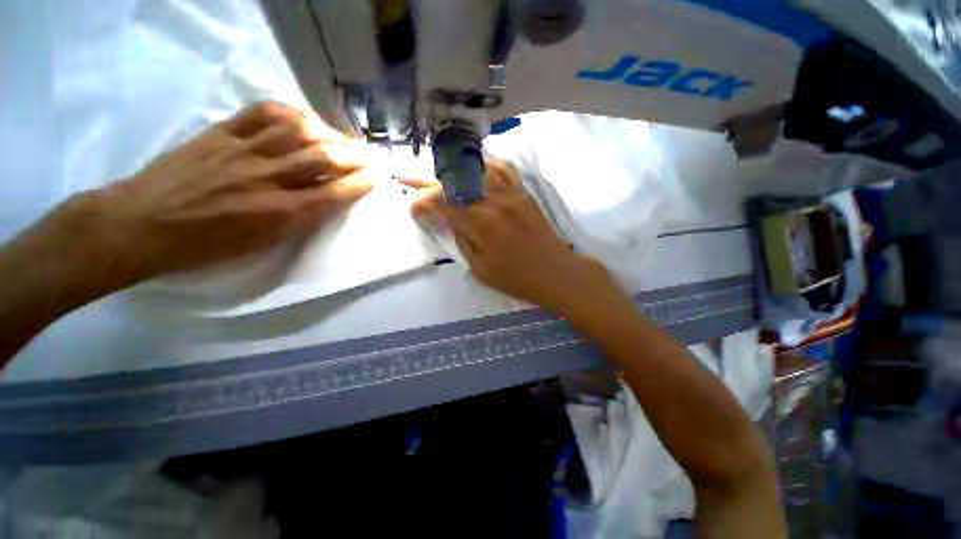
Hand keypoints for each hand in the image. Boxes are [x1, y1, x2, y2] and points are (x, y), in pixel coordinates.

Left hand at [21, 101, 374, 296]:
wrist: (141, 224)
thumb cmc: (204, 246)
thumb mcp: (260, 244)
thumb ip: (297, 221)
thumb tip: (324, 201)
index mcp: (279, 214)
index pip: (333, 194)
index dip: (359, 183)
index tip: (377, 176)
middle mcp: (267, 179)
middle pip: (321, 159)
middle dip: (354, 156)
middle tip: (370, 154)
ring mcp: (242, 151)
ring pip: (297, 132)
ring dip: (327, 133)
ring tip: (340, 137)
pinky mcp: (220, 133)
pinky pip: (261, 113)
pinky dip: (289, 113)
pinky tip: (302, 119)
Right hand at [405, 158, 621, 314]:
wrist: (555, 271)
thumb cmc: (516, 278)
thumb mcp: (479, 268)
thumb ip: (460, 239)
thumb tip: (446, 220)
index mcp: (479, 223)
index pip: (442, 203)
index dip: (423, 202)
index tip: (413, 208)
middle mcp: (493, 200)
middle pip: (454, 181)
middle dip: (426, 179)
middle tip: (406, 176)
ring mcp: (510, 192)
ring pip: (474, 169)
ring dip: (451, 168)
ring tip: (434, 168)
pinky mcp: (522, 192)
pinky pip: (501, 168)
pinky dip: (483, 163)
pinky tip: (472, 165)